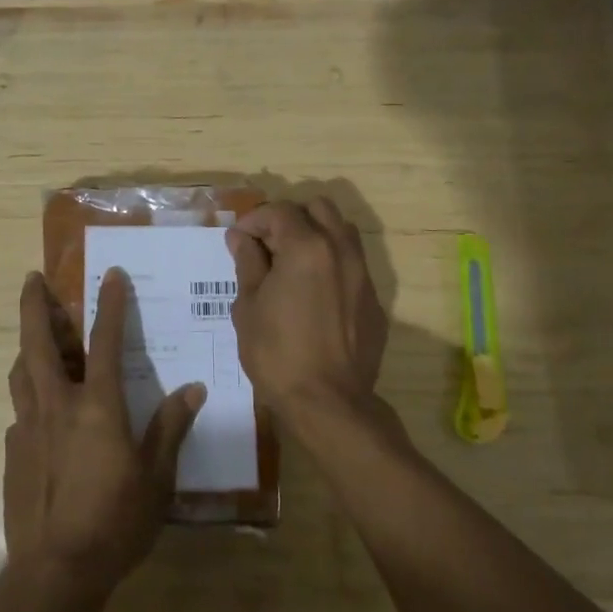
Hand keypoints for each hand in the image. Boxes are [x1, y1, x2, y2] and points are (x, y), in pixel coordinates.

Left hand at [3, 270, 204, 599]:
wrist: (55, 573)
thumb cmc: (115, 522)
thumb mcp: (156, 478)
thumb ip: (170, 428)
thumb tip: (193, 390)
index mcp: (97, 406)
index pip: (105, 341)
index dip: (109, 304)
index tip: (109, 274)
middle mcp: (57, 405)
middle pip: (39, 342)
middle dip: (35, 305)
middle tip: (32, 279)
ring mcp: (28, 427)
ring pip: (21, 372)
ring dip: (28, 346)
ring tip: (36, 337)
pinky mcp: (12, 452)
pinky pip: (21, 411)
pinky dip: (31, 397)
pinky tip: (43, 414)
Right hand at [227, 198, 391, 442]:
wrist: (329, 403)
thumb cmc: (278, 354)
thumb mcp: (249, 306)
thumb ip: (247, 264)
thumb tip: (241, 238)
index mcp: (307, 247)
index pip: (280, 211)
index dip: (254, 219)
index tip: (239, 240)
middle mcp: (341, 250)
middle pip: (319, 208)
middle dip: (290, 218)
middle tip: (267, 245)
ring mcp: (363, 275)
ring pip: (342, 232)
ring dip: (315, 235)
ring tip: (292, 264)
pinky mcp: (374, 300)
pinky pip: (353, 265)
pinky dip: (331, 265)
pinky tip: (314, 295)